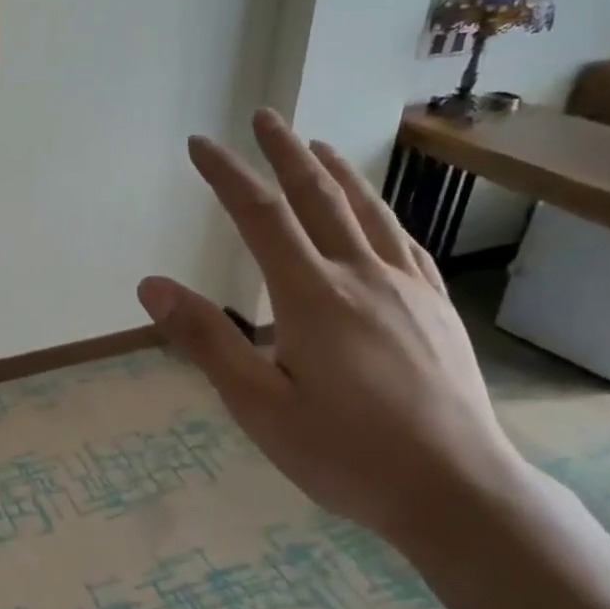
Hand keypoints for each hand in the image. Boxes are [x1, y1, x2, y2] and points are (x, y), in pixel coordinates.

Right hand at [138, 109, 527, 547]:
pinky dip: (379, 212)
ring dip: (335, 171)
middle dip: (285, 152)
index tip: (201, 145)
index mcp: (312, 297)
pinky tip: (375, 213)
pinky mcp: (436, 309)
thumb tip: (152, 285)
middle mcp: (362, 276)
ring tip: (316, 145)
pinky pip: (404, 242)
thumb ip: (206, 341)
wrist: (456, 491)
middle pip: (318, 197)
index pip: (260, 217)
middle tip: (263, 117)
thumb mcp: (259, 407)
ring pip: (367, 211)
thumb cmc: (346, 453)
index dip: (227, 176)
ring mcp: (407, 289)